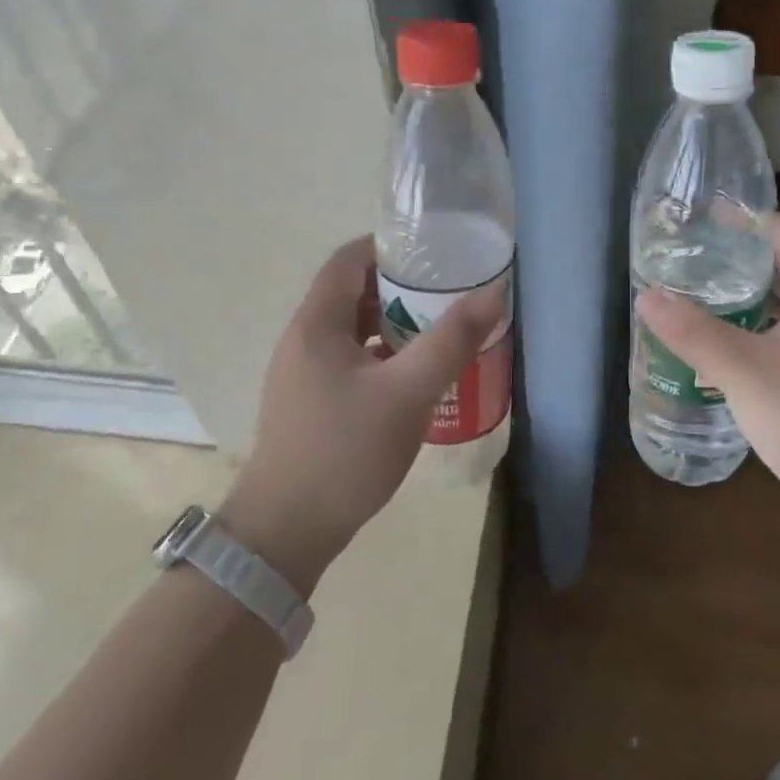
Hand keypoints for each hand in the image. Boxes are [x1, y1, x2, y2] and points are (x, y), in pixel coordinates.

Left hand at [221, 236, 504, 592]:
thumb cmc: (345, 452)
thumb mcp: (407, 392)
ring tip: (439, 330)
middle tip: (448, 293)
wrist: (286, 532)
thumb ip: (451, 341)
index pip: (349, 259)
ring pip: (354, 330)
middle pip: (353, 292)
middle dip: (401, 287)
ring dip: (394, 324)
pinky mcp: (311, 402)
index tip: (434, 252)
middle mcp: (304, 340)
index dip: (389, 247)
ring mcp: (304, 373)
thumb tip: (493, 291)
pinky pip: (351, 360)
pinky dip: (383, 355)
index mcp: (317, 324)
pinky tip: (414, 376)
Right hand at [636, 214, 779, 536]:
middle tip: (690, 257)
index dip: (747, 220)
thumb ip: (694, 331)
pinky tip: (722, 346)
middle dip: (739, 258)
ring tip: (697, 295)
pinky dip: (755, 330)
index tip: (703, 217)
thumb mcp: (744, 371)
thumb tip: (647, 296)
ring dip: (745, 297)